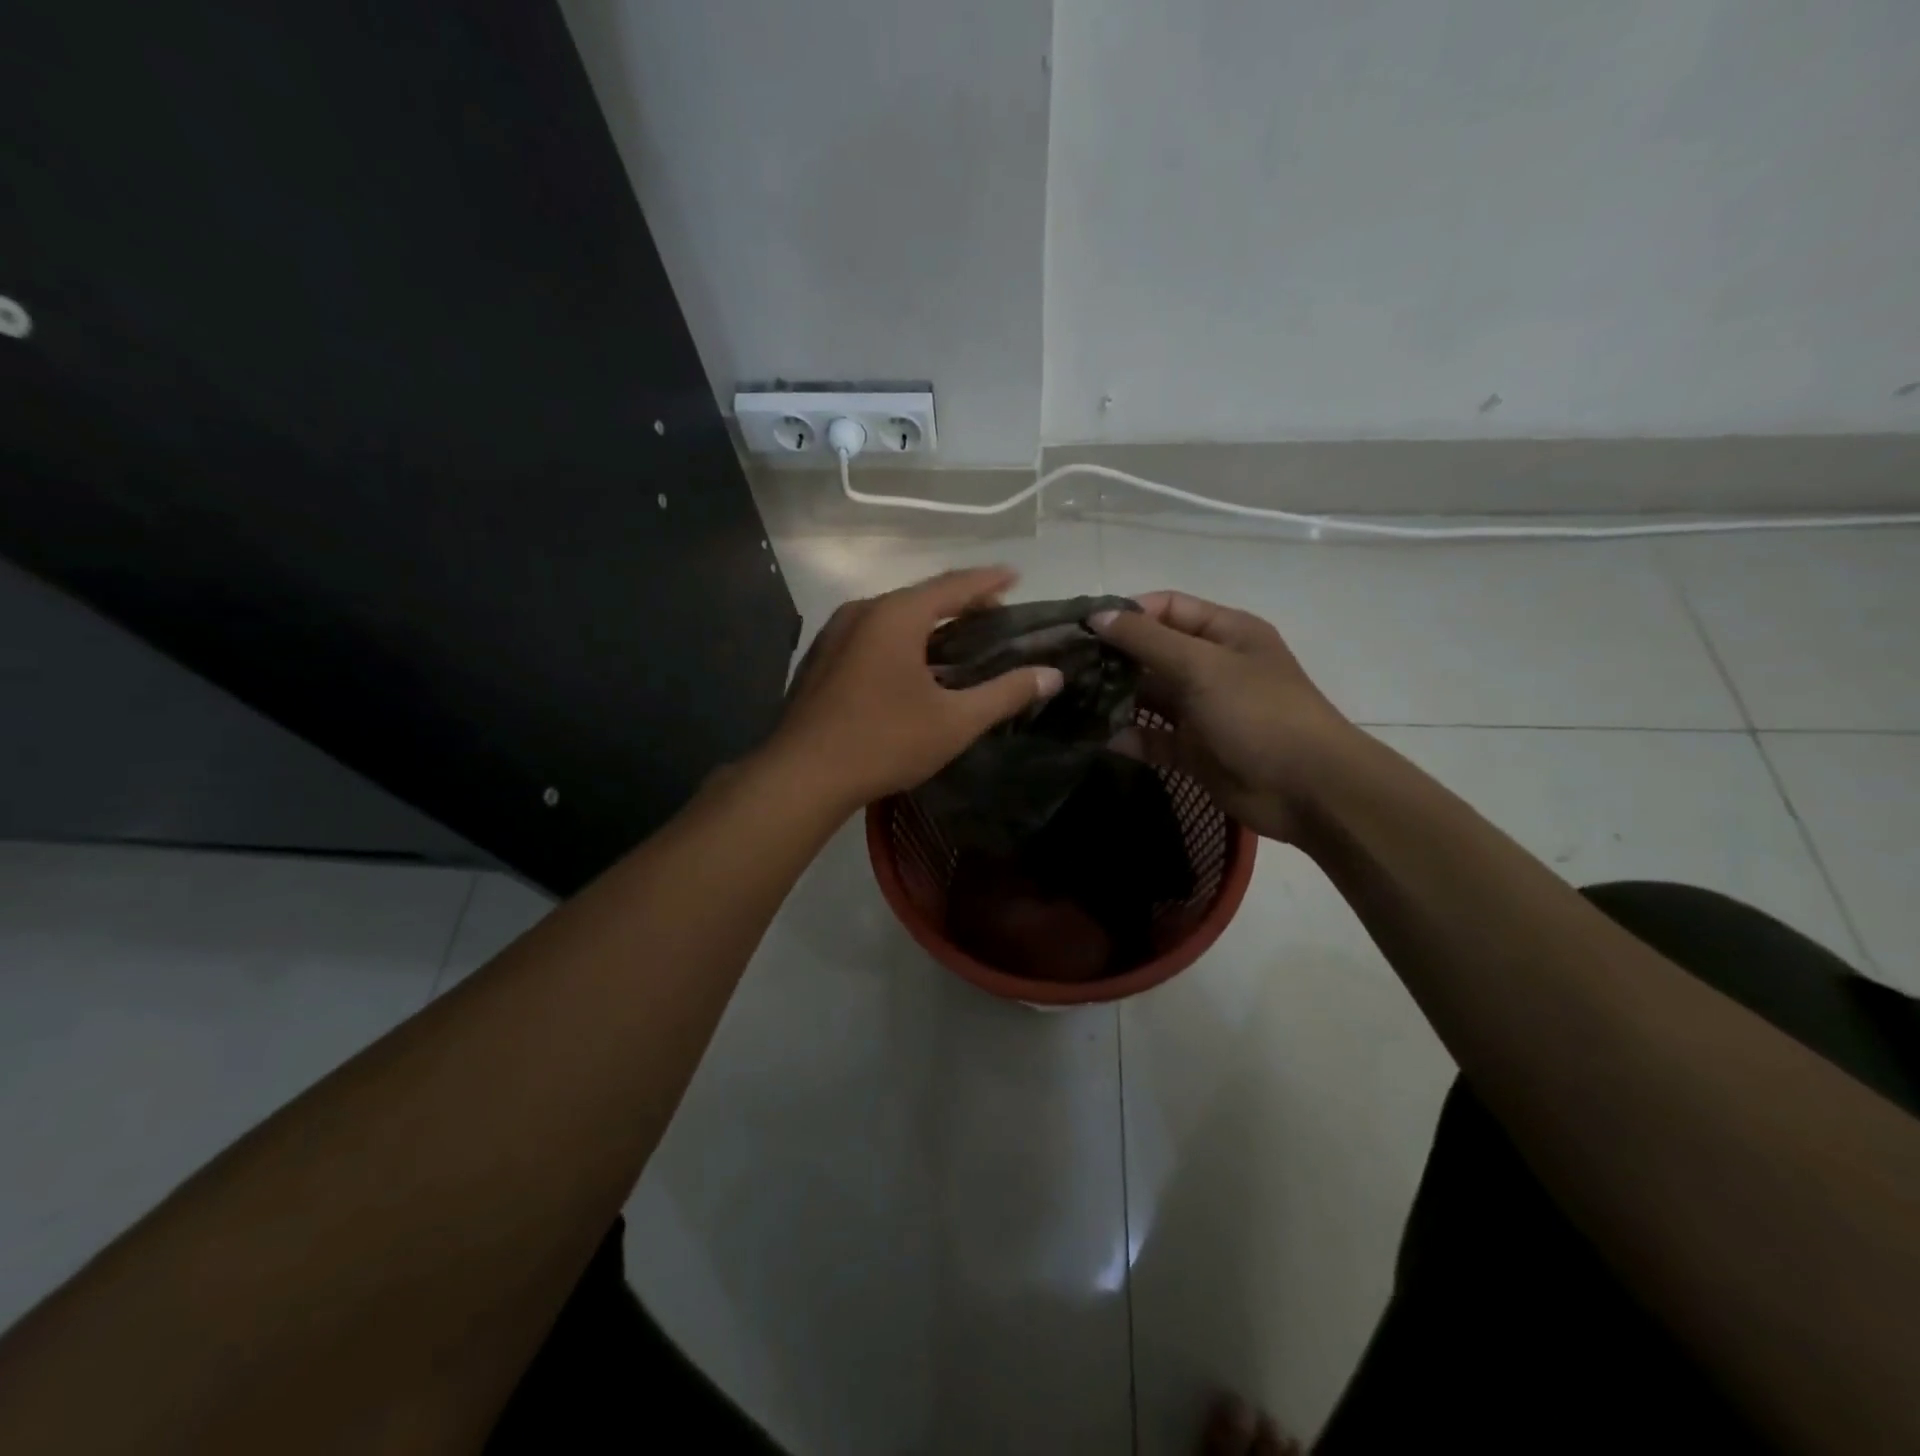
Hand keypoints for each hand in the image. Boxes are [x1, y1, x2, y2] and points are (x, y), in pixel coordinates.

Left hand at [769, 567, 1064, 811]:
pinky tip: (910, 664)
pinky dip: (899, 639)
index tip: (1015, 576)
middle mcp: (862, 611)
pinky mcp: (819, 658)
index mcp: (896, 615)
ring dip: (927, 622)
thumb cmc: (884, 742)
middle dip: (959, 601)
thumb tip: (1052, 675)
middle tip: (993, 613)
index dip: (989, 580)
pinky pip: (870, 635)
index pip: (954, 585)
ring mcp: (834, 633)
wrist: (802, 776)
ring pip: (892, 616)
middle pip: (921, 596)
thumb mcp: (955, 721)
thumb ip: (1006, 693)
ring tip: (956, 638)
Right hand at [1092, 591, 1357, 841]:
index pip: (1167, 608)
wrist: (1306, 789)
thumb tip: (1098, 615)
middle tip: (1067, 667)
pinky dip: (1129, 737)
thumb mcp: (1202, 666)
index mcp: (1224, 633)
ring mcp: (1202, 710)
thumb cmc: (1258, 713)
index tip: (1084, 628)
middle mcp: (1211, 666)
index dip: (1128, 613)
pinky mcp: (1193, 750)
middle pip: (1153, 652)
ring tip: (1073, 701)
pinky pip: (1153, 738)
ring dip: (1116, 698)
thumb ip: (1147, 640)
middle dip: (1114, 658)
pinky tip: (1100, 738)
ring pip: (1149, 696)